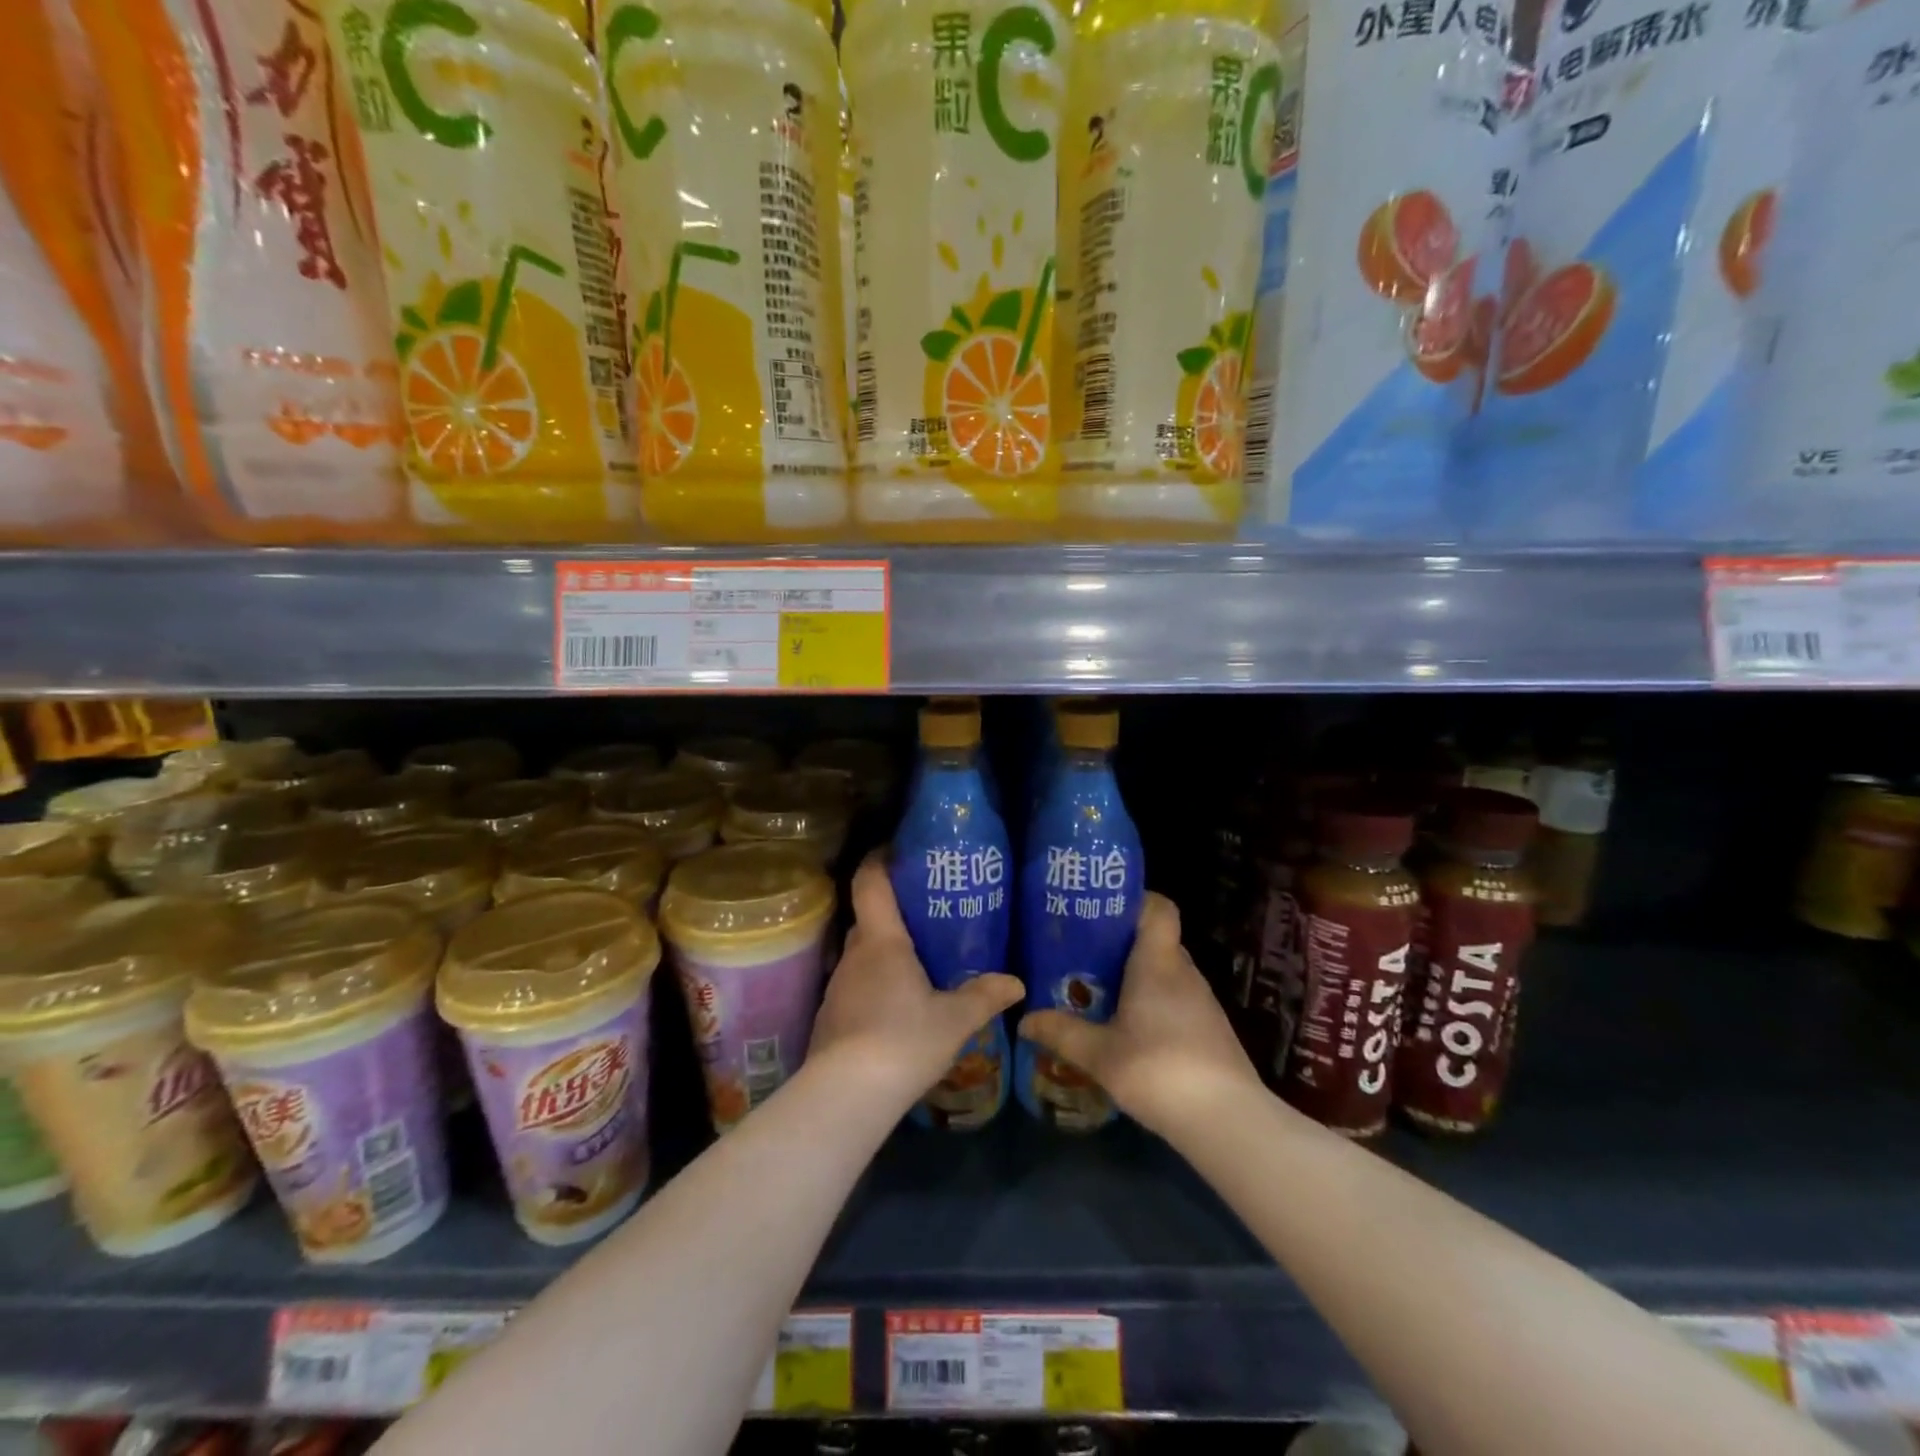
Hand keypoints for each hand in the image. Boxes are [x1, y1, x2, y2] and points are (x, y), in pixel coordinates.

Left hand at [810, 856, 1024, 1110]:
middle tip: (928, 912)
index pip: (870, 882)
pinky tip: (898, 1004)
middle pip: (869, 918)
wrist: (846, 1096)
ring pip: (863, 954)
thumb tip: (1017, 982)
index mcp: (882, 942)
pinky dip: (876, 982)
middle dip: (894, 910)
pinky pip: (857, 984)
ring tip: (919, 959)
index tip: (897, 849)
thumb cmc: (903, 1041)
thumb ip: (984, 996)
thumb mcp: (954, 1020)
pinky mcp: (831, 1016)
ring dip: (885, 950)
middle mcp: (854, 955)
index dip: (879, 859)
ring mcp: (838, 986)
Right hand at [1018, 894, 1261, 1138]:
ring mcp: (1203, 1003)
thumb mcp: (1099, 1054)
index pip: (1160, 908)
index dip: (1136, 901)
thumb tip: (1024, 1019)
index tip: (1103, 910)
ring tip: (1099, 993)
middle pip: (1157, 941)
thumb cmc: (1159, 1070)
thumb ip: (1062, 1032)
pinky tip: (1130, 1031)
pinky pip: (1176, 1001)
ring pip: (1166, 973)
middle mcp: (1184, 973)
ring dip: (1137, 978)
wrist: (1227, 1122)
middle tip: (1084, 955)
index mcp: (1158, 963)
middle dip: (1122, 945)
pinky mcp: (1211, 1031)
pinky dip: (1153, 1005)